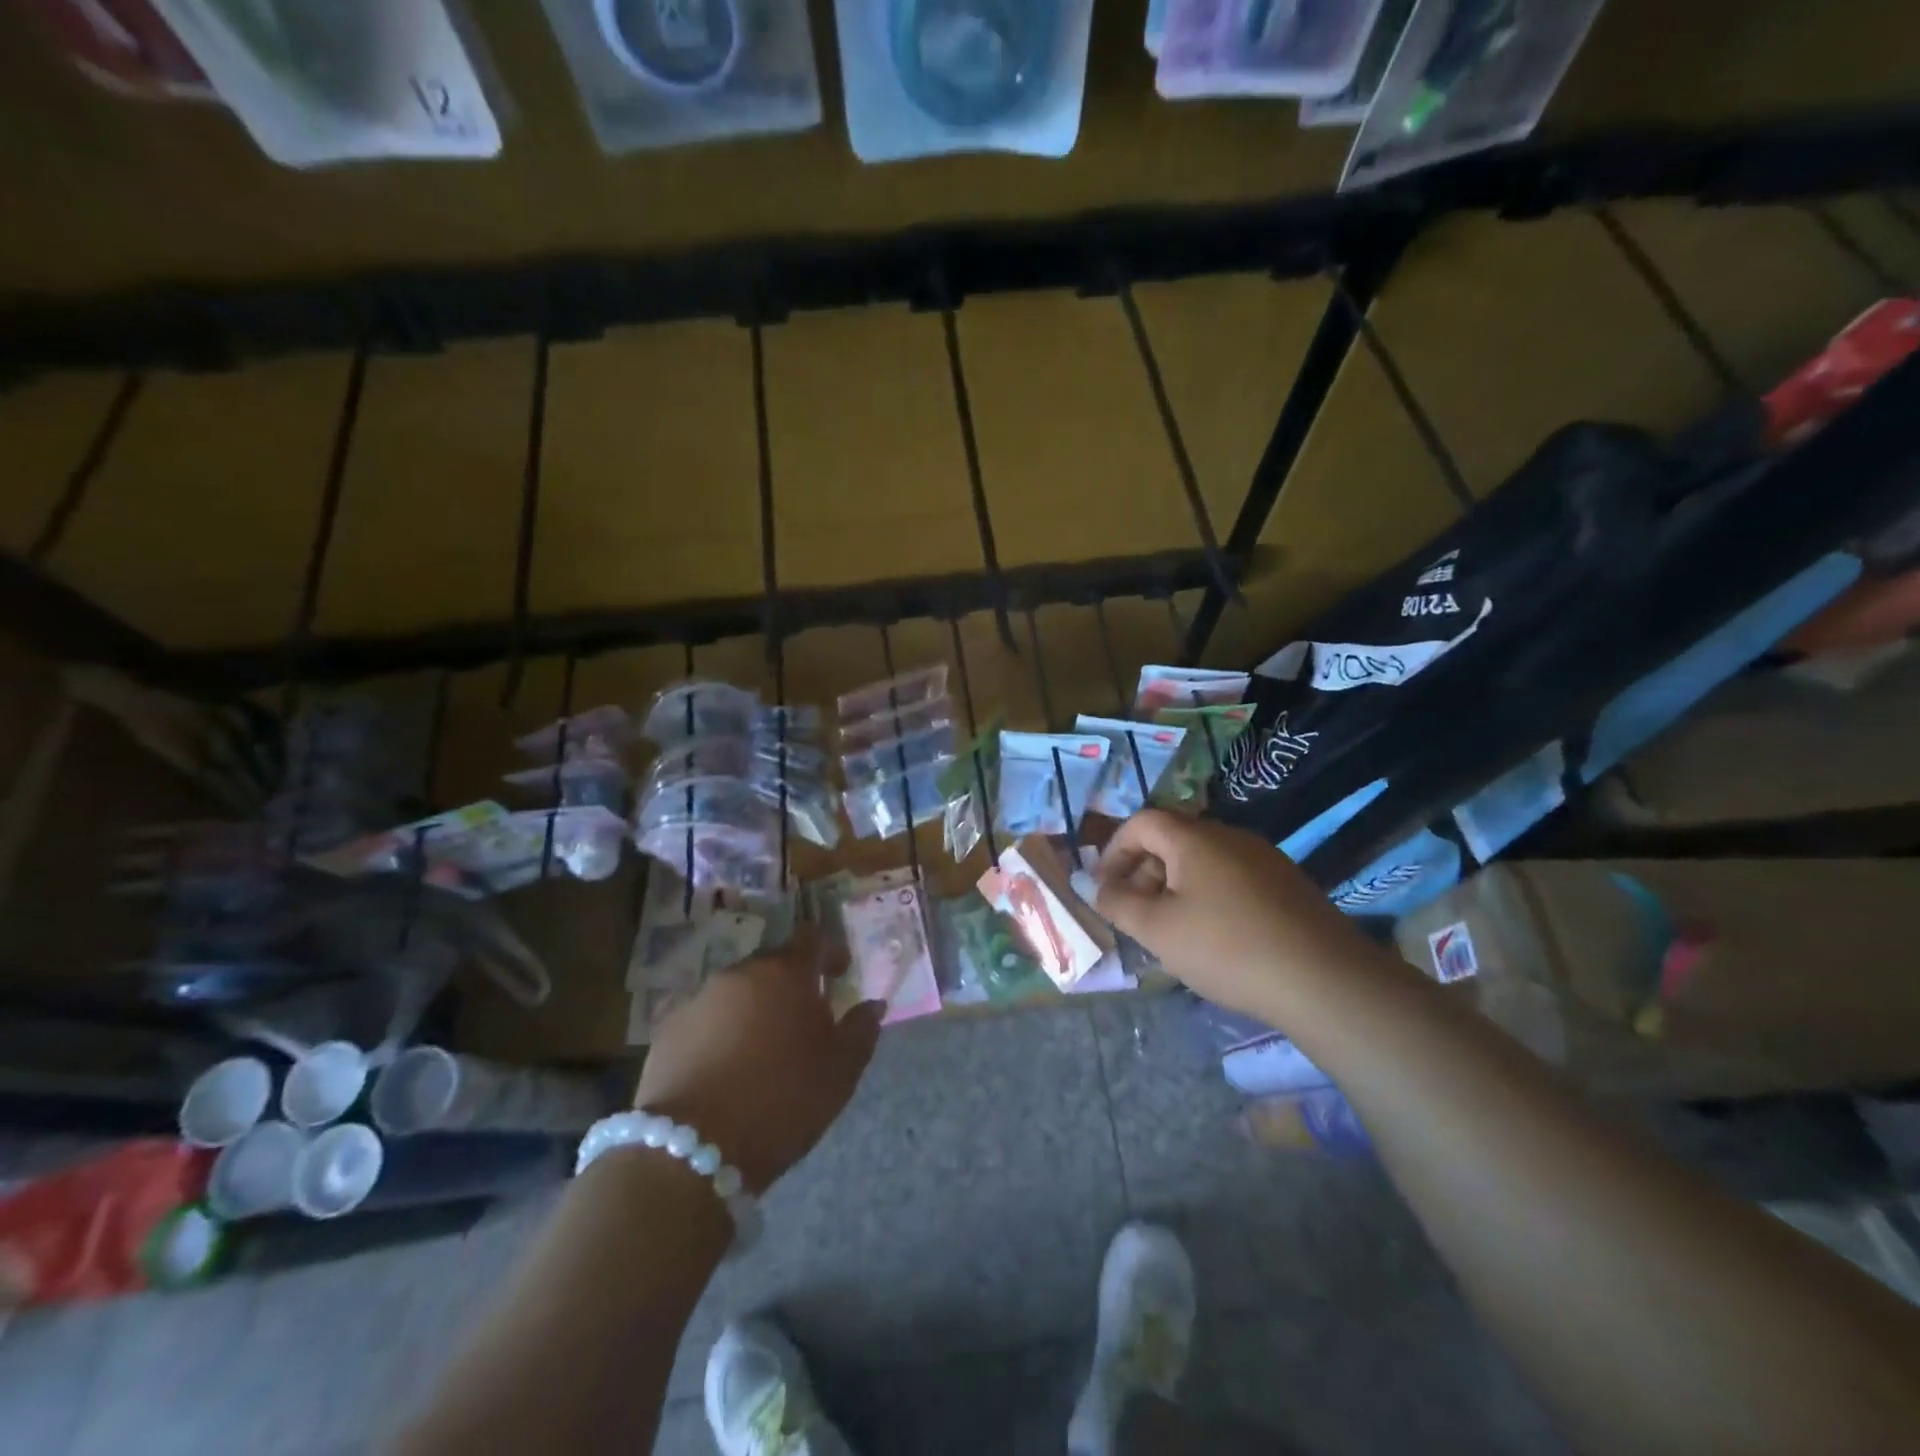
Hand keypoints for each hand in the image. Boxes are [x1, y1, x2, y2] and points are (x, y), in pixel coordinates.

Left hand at [633, 929, 882, 1194]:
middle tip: (803, 1019)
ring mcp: (699, 999)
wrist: (692, 1149)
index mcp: (786, 973)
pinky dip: (721, 1031)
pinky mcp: (668, 1030)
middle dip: (790, 983)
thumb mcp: (840, 1071)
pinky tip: (726, 1068)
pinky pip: (706, 1018)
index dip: (829, 951)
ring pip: (737, 991)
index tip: (839, 974)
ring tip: (763, 1048)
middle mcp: (741, 973)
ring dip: (754, 1007)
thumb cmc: (782, 1100)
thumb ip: (861, 1030)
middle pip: (772, 964)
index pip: (811, 938)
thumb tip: (872, 1005)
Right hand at [1094, 809, 1361, 1022]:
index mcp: (1194, 838)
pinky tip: (1214, 936)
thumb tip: (1096, 885)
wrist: (1323, 979)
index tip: (1105, 886)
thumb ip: (1118, 903)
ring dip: (1175, 884)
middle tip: (1135, 912)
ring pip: (1203, 860)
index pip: (1142, 821)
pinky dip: (1208, 895)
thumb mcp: (1157, 930)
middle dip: (1143, 870)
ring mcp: (1263, 858)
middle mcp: (1229, 836)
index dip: (1115, 849)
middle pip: (1173, 838)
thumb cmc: (1226, 947)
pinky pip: (1231, 877)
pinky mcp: (1286, 884)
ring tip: (1171, 929)